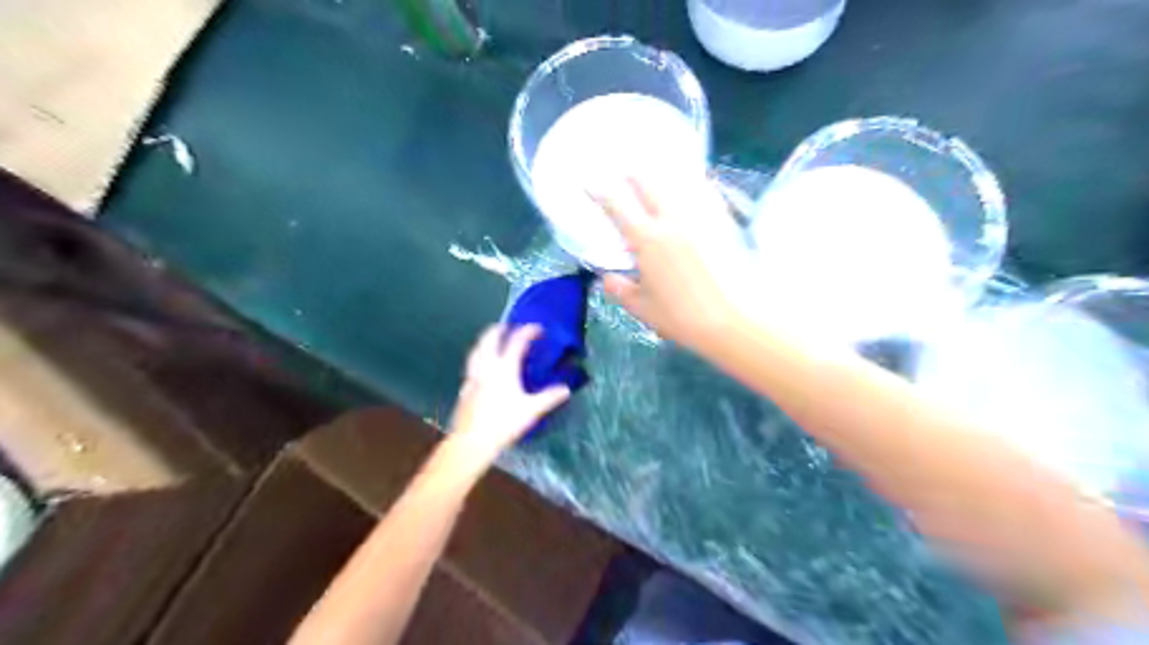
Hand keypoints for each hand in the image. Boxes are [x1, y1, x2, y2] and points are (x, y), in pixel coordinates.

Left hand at [448, 325, 574, 465]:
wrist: (471, 440)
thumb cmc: (503, 423)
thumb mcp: (531, 410)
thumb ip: (549, 397)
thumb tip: (566, 389)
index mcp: (504, 368)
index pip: (516, 341)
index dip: (528, 331)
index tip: (537, 329)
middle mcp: (486, 367)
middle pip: (489, 339)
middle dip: (498, 329)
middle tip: (507, 326)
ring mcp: (473, 376)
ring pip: (476, 350)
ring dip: (484, 341)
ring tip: (491, 340)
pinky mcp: (465, 388)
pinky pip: (471, 365)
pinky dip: (478, 358)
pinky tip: (481, 367)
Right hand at [591, 174, 756, 350]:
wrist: (737, 319)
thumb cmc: (685, 318)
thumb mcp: (644, 310)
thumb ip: (621, 291)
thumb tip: (607, 277)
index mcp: (647, 239)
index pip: (617, 205)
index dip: (599, 191)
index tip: (589, 183)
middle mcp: (672, 218)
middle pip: (648, 182)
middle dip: (632, 174)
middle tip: (624, 173)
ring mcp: (701, 215)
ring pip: (677, 181)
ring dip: (660, 176)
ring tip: (655, 175)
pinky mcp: (723, 220)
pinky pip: (703, 190)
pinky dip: (691, 184)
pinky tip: (691, 187)